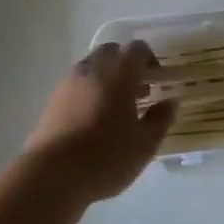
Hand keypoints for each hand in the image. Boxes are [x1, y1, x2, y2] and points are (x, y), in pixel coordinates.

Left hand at [24, 43, 175, 201]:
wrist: (52, 174)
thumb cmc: (106, 157)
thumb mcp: (144, 144)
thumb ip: (161, 119)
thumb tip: (171, 101)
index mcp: (119, 72)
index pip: (138, 49)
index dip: (150, 60)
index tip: (157, 81)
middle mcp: (93, 68)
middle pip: (113, 52)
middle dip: (126, 65)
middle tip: (137, 92)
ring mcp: (70, 81)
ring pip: (93, 66)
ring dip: (106, 77)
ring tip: (115, 108)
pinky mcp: (53, 98)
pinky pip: (77, 82)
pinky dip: (88, 90)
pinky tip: (92, 119)